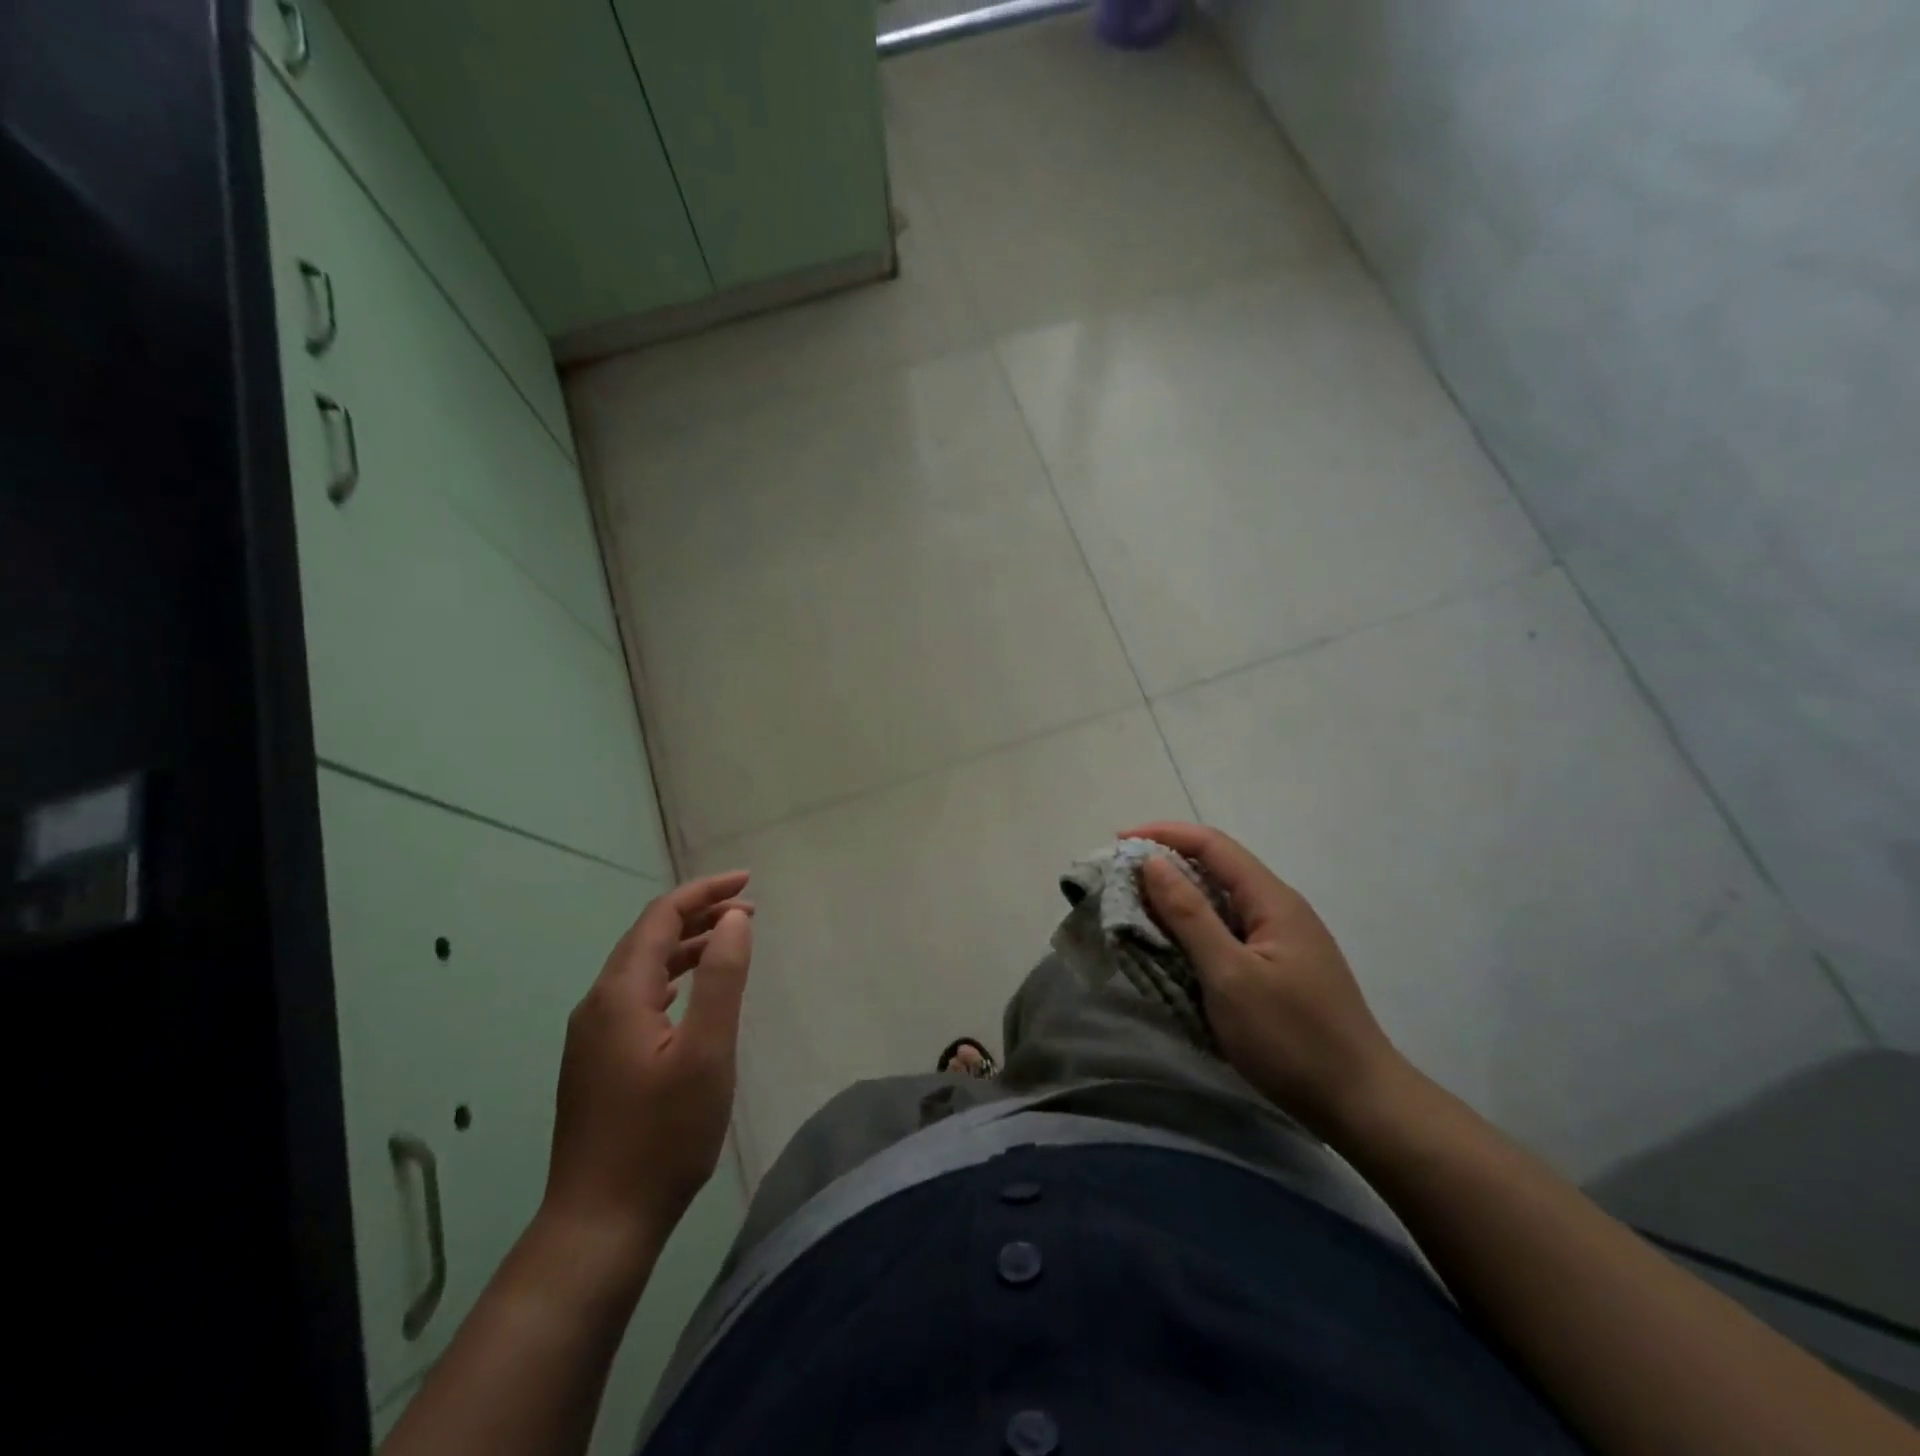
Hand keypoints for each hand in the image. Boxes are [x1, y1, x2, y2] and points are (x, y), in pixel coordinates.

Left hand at [542, 871, 753, 1261]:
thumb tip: (734, 918)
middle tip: (748, 908)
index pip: (661, 917)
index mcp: (620, 993)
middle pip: (648, 937)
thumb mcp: (707, 1052)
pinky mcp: (595, 1062)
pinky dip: (670, 978)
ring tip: (730, 941)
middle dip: (698, 914)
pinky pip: (635, 996)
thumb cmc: (662, 1135)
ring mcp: (591, 1036)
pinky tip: (688, 993)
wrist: (598, 1223)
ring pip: (641, 968)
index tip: (748, 882)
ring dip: (686, 946)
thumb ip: (722, 978)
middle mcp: (597, 1004)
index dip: (704, 892)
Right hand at [1124, 822, 1409, 1138]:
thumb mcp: (1229, 976)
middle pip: (1217, 868)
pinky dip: (1194, 930)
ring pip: (1221, 902)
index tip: (1118, 842)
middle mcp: (1279, 909)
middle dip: (1166, 865)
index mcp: (1272, 900)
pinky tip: (1174, 949)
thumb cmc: (1291, 1038)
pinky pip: (1228, 932)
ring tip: (1137, 911)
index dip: (1164, 835)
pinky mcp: (1280, 968)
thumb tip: (1152, 863)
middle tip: (1120, 881)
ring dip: (1178, 900)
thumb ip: (1189, 916)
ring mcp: (1282, 940)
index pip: (1212, 845)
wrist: (1362, 1105)